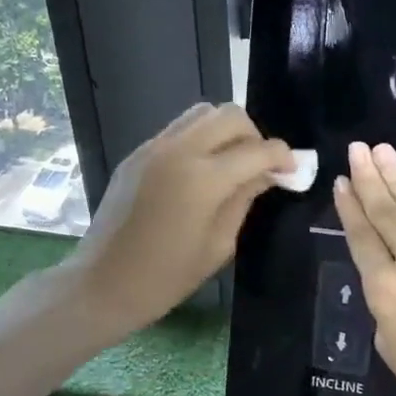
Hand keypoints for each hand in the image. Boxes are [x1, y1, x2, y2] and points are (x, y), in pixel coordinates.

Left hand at [64, 104, 292, 339]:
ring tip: (232, 163)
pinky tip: (202, 171)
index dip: (282, 156)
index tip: (292, 169)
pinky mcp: (138, 153)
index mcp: (203, 179)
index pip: (256, 150)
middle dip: (254, 135)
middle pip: (229, 115)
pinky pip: (178, 129)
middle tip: (260, 165)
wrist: (103, 283)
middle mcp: (178, 151)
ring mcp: (153, 148)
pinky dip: (200, 139)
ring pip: (202, 113)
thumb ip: (244, 200)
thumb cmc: (166, 277)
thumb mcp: (219, 244)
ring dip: (226, 131)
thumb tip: (266, 174)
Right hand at [334, 142, 395, 395]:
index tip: (341, 182)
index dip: (349, 207)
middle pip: (386, 211)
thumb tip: (392, 275)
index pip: (361, 237)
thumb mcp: (390, 346)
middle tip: (357, 148)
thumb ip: (385, 302)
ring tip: (381, 148)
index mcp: (383, 290)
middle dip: (368, 177)